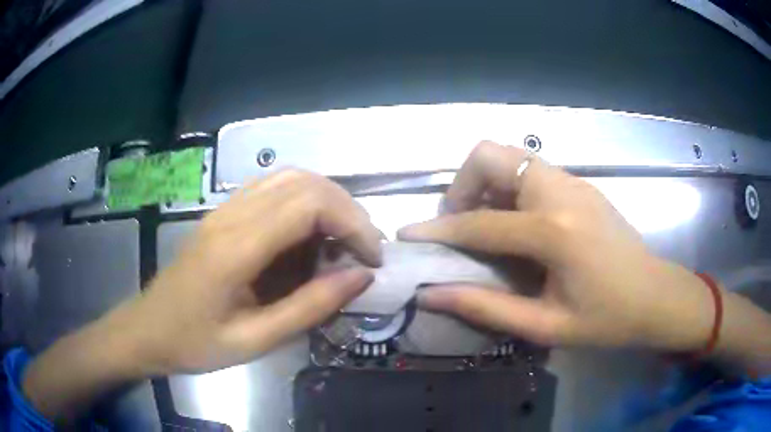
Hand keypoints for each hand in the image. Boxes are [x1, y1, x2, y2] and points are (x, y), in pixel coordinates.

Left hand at [125, 170, 381, 373]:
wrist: (148, 330)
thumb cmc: (195, 343)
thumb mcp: (254, 341)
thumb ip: (309, 308)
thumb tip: (360, 277)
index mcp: (236, 248)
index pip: (310, 204)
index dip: (353, 223)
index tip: (372, 259)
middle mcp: (232, 216)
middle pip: (305, 182)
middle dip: (347, 211)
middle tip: (363, 251)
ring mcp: (224, 210)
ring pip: (290, 178)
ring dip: (327, 202)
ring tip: (342, 241)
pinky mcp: (222, 214)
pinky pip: (272, 189)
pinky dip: (303, 202)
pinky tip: (309, 234)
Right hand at [399, 141, 715, 351]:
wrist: (656, 296)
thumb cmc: (606, 320)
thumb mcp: (545, 326)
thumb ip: (485, 308)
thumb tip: (431, 294)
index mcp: (555, 231)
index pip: (479, 222)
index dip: (438, 229)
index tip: (409, 234)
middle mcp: (561, 192)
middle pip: (491, 155)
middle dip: (462, 185)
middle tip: (461, 224)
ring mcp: (573, 182)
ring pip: (511, 158)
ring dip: (486, 185)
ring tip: (486, 225)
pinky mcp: (581, 184)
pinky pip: (532, 170)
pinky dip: (510, 188)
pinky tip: (517, 224)